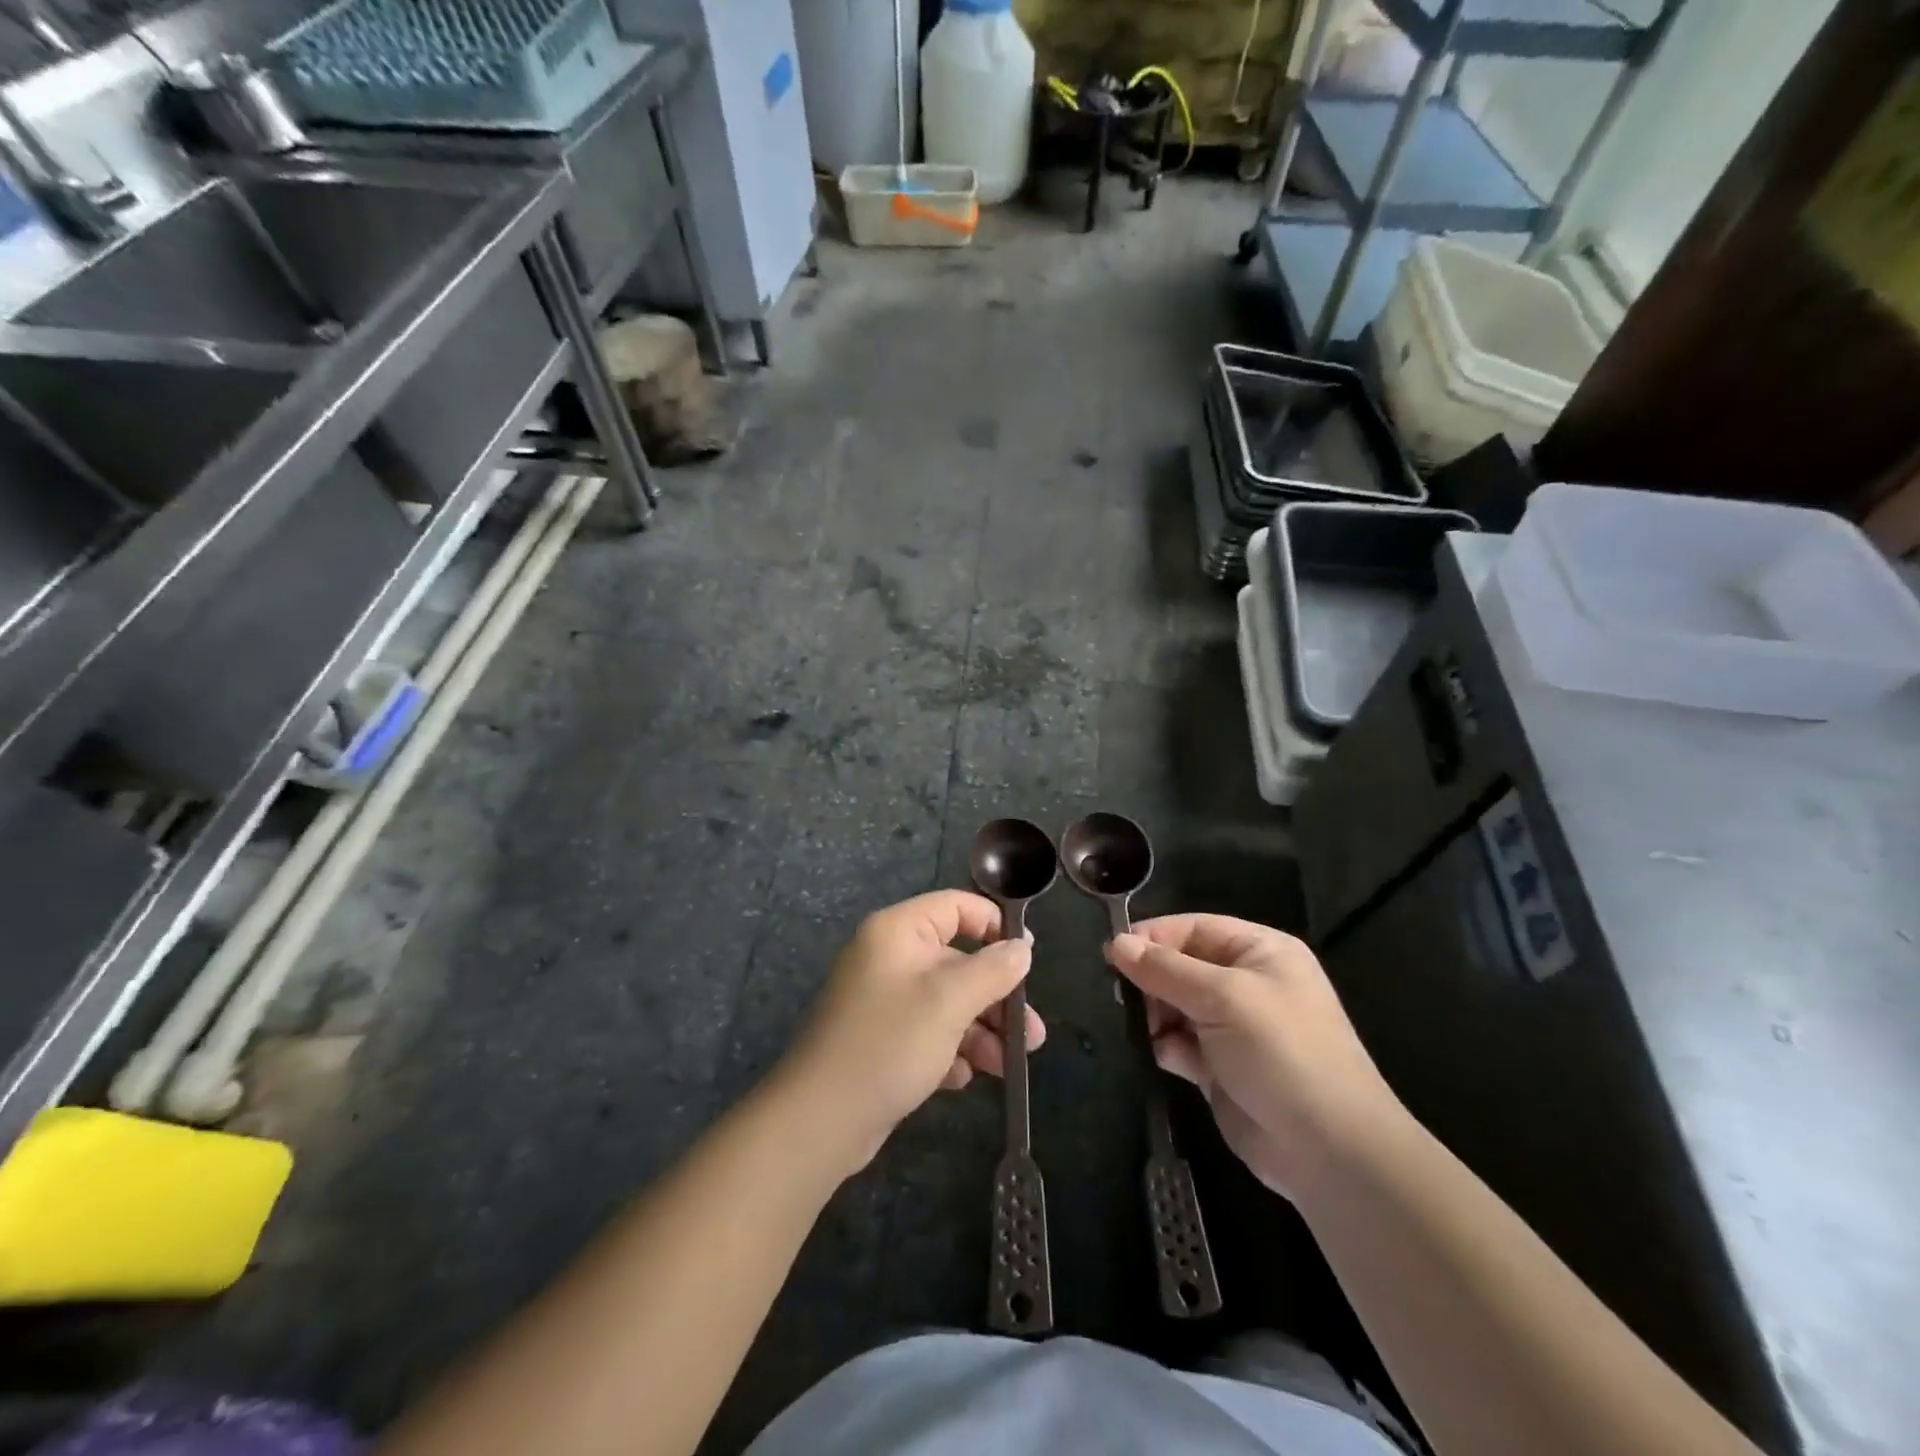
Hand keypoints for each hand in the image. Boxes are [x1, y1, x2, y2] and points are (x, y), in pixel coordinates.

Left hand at [777, 891, 1044, 1175]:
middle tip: (1031, 1033)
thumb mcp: (950, 1001)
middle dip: (996, 997)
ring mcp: (884, 1002)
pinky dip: (950, 1051)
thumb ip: (992, 970)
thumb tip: (1022, 948)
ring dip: (981, 1030)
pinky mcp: (881, 1041)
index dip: (993, 925)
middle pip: (957, 961)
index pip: (955, 907)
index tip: (1027, 956)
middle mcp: (889, 959)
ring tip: (1009, 1064)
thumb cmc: (889, 1043)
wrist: (820, 1120)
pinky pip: (927, 1033)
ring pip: (947, 1003)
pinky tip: (962, 1077)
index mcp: (897, 932)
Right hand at [1106, 915, 1403, 1197]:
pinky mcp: (1220, 1068)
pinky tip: (1163, 1057)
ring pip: (1175, 1006)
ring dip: (1155, 1016)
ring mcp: (1234, 1028)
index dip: (1154, 937)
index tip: (1112, 954)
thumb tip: (1116, 944)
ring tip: (1142, 1029)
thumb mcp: (1223, 997)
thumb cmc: (1282, 1053)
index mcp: (1260, 952)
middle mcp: (1247, 984)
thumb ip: (1165, 969)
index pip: (1194, 928)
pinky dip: (1166, 1047)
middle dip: (1152, 980)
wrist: (1328, 1151)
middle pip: (1181, 966)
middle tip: (1123, 998)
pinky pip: (1180, 1044)